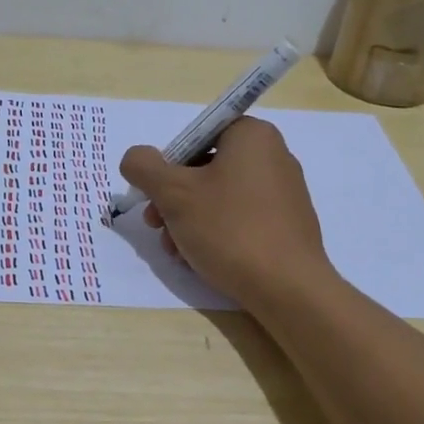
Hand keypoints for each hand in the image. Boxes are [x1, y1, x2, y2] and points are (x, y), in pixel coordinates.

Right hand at [118, 117, 333, 308]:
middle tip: (156, 226)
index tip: (154, 195)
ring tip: (175, 251)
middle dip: (173, 199)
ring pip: (219, 197)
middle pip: (205, 168)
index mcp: (252, 135)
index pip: (196, 135)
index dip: (168, 164)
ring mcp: (284, 191)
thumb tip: (135, 158)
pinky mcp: (287, 224)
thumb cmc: (230, 229)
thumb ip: (144, 167)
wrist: (288, 288)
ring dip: (188, 220)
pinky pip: (241, 217)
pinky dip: (216, 232)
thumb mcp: (174, 194)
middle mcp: (273, 155)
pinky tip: (199, 259)